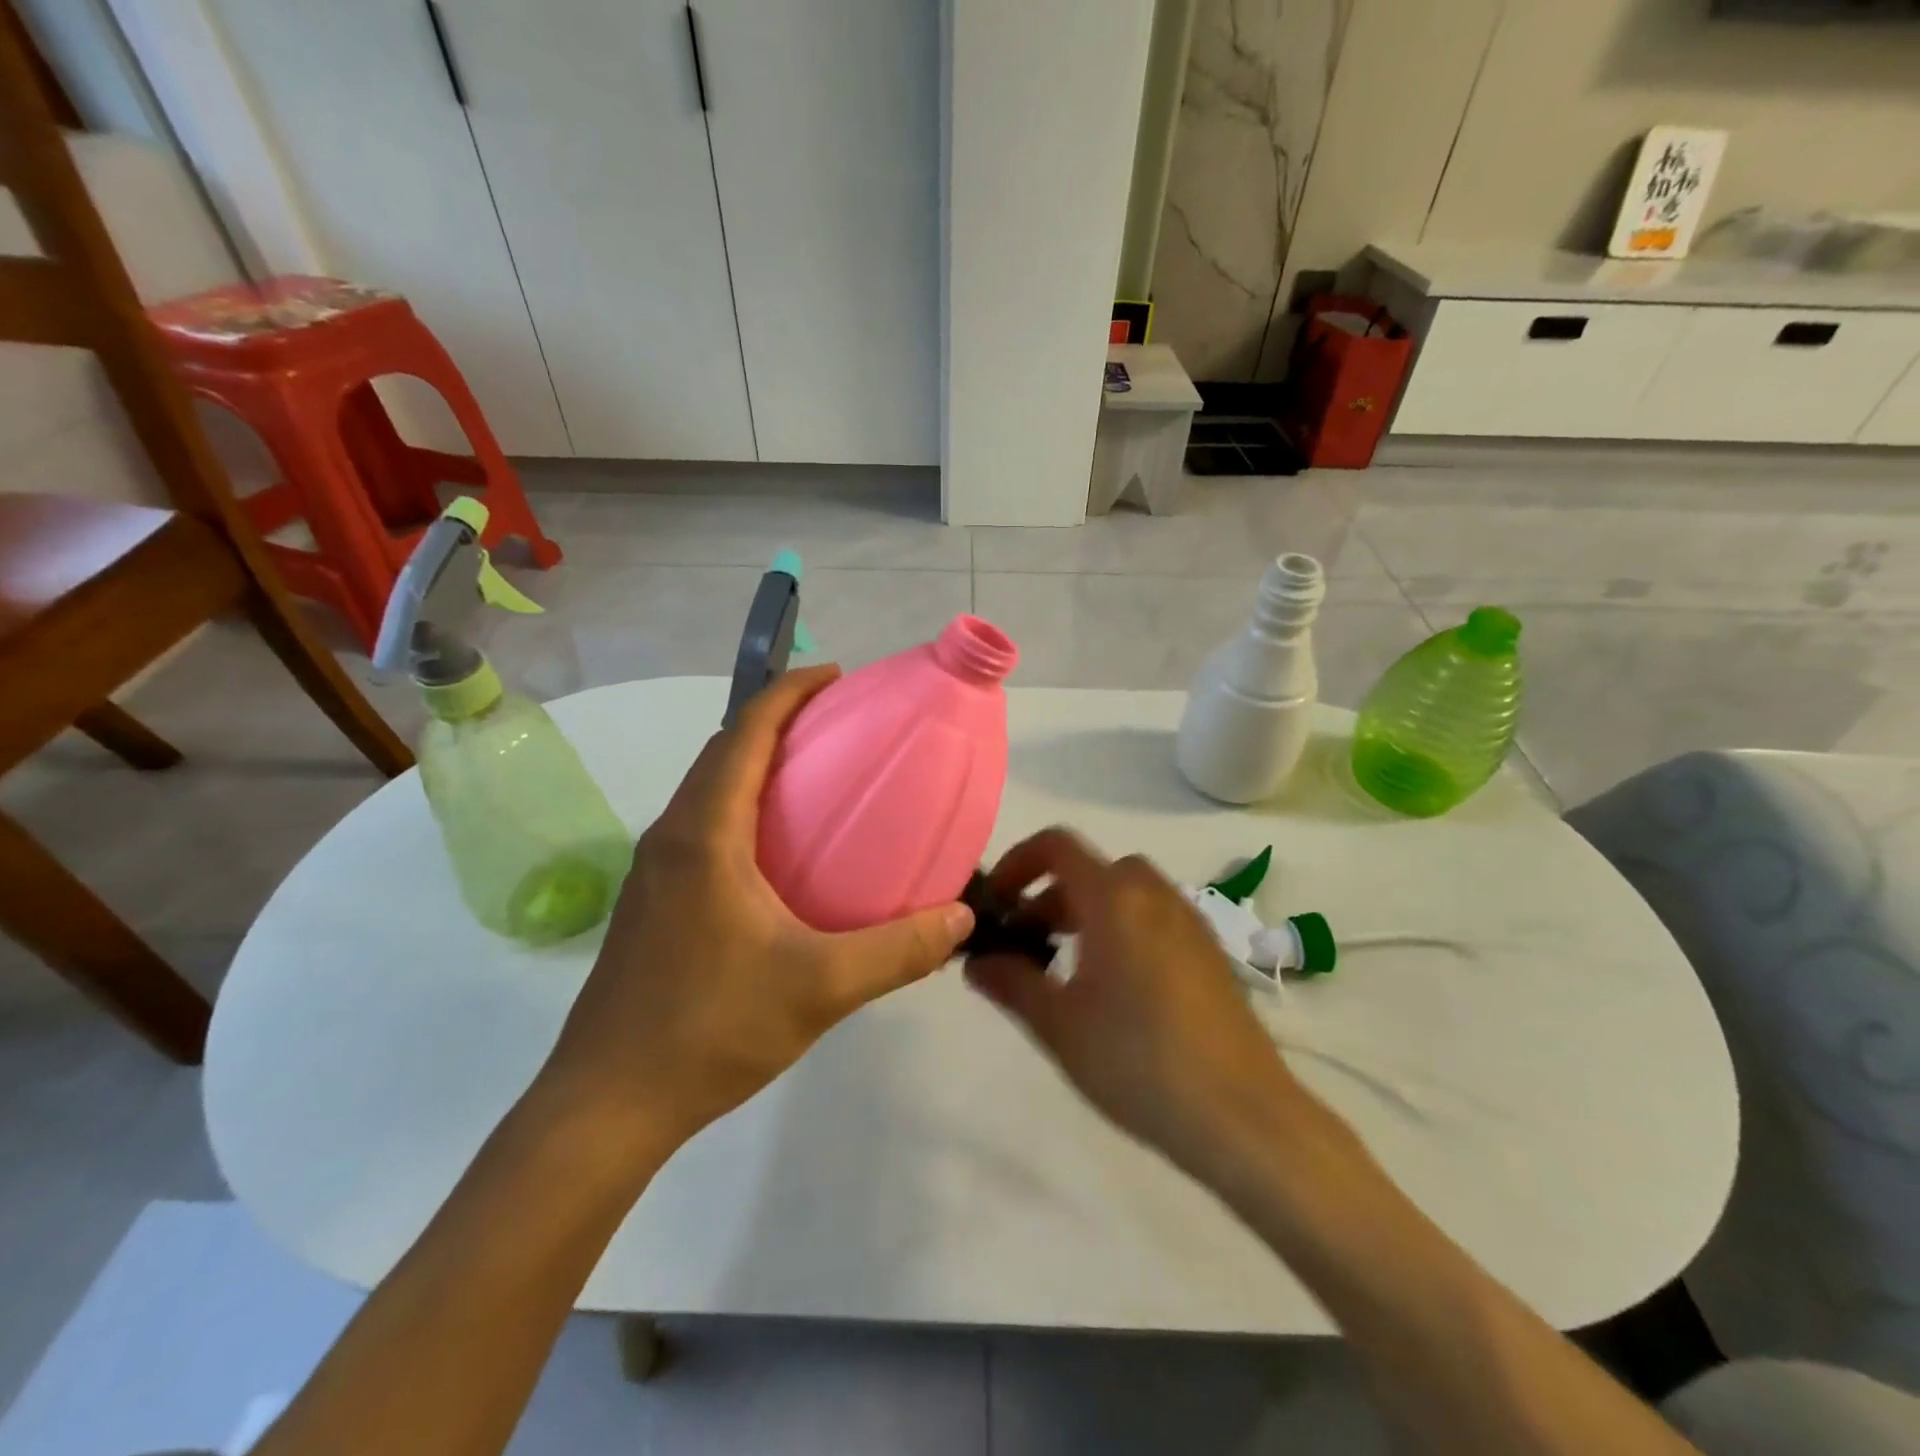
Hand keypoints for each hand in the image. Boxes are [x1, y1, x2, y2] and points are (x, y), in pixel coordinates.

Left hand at [537, 665, 973, 1160]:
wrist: (606, 1105)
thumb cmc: (709, 1030)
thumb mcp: (819, 988)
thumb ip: (896, 951)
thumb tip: (960, 918)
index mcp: (704, 835)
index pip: (744, 733)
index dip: (788, 692)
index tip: (836, 677)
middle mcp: (672, 837)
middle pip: (724, 752)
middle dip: (777, 721)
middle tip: (839, 725)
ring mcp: (657, 871)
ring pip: (711, 791)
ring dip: (758, 765)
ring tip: (818, 777)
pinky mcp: (655, 902)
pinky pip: (706, 827)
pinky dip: (745, 809)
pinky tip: (784, 854)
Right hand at [966, 829, 1317, 1184]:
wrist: (1242, 1116)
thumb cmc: (1137, 1060)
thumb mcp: (1059, 1024)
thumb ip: (1010, 983)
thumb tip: (976, 961)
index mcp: (1113, 897)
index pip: (1056, 845)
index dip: (1017, 862)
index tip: (998, 905)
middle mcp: (1153, 894)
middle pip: (1090, 869)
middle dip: (1049, 897)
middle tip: (1026, 945)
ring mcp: (1188, 920)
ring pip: (1124, 893)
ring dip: (1085, 913)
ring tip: (1065, 970)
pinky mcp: (1209, 950)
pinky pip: (1153, 916)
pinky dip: (1121, 928)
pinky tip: (1115, 990)